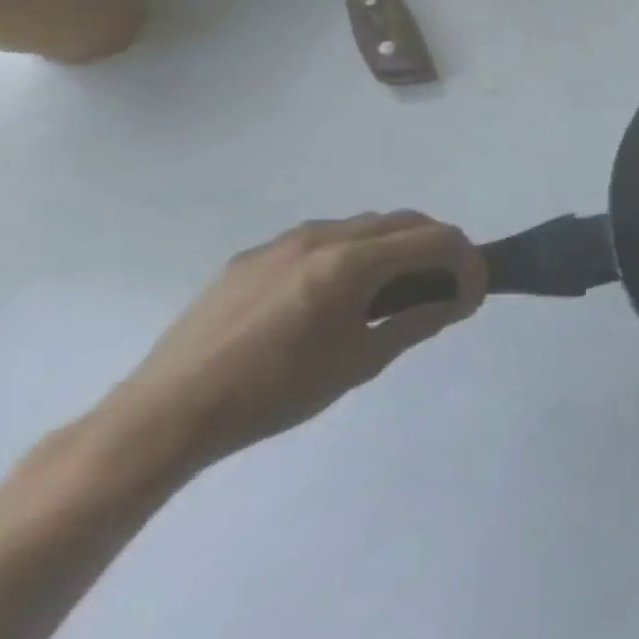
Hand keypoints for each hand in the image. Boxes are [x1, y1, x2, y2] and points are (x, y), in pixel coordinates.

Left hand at [106, 213, 486, 473]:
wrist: (165, 416)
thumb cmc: (277, 391)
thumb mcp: (364, 360)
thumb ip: (418, 321)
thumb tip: (456, 302)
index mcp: (354, 261)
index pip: (439, 239)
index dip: (470, 264)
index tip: (472, 299)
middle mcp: (323, 237)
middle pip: (407, 222)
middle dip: (439, 249)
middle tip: (445, 290)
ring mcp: (283, 243)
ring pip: (365, 226)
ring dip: (397, 248)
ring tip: (395, 292)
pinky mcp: (252, 258)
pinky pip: (323, 240)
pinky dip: (354, 254)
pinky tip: (340, 296)